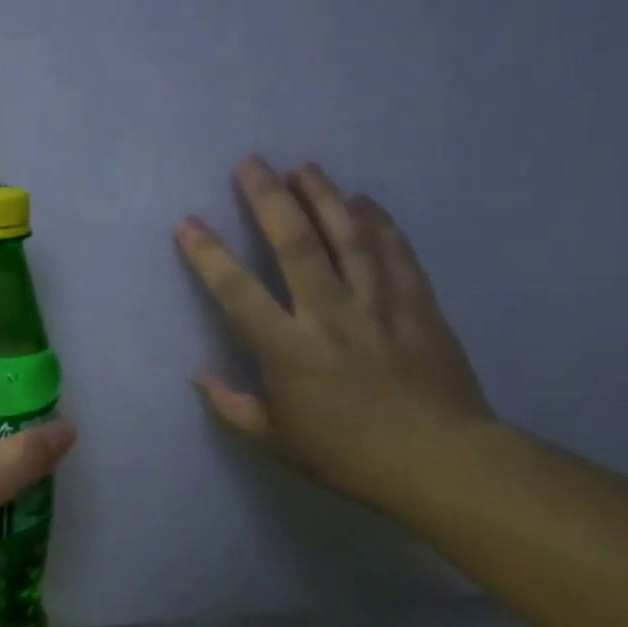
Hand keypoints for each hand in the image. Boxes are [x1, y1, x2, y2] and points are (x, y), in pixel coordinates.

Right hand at [176, 157, 491, 509]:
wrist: (439, 463)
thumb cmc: (347, 455)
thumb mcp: (275, 441)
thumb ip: (232, 406)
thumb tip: (199, 375)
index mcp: (287, 349)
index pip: (236, 292)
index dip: (208, 254)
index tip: (188, 223)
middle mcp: (328, 314)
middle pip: (294, 244)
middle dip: (268, 199)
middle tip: (252, 163)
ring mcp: (377, 305)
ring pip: (348, 237)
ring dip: (323, 196)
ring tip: (304, 167)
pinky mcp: (418, 306)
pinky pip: (396, 254)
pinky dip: (381, 223)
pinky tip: (366, 200)